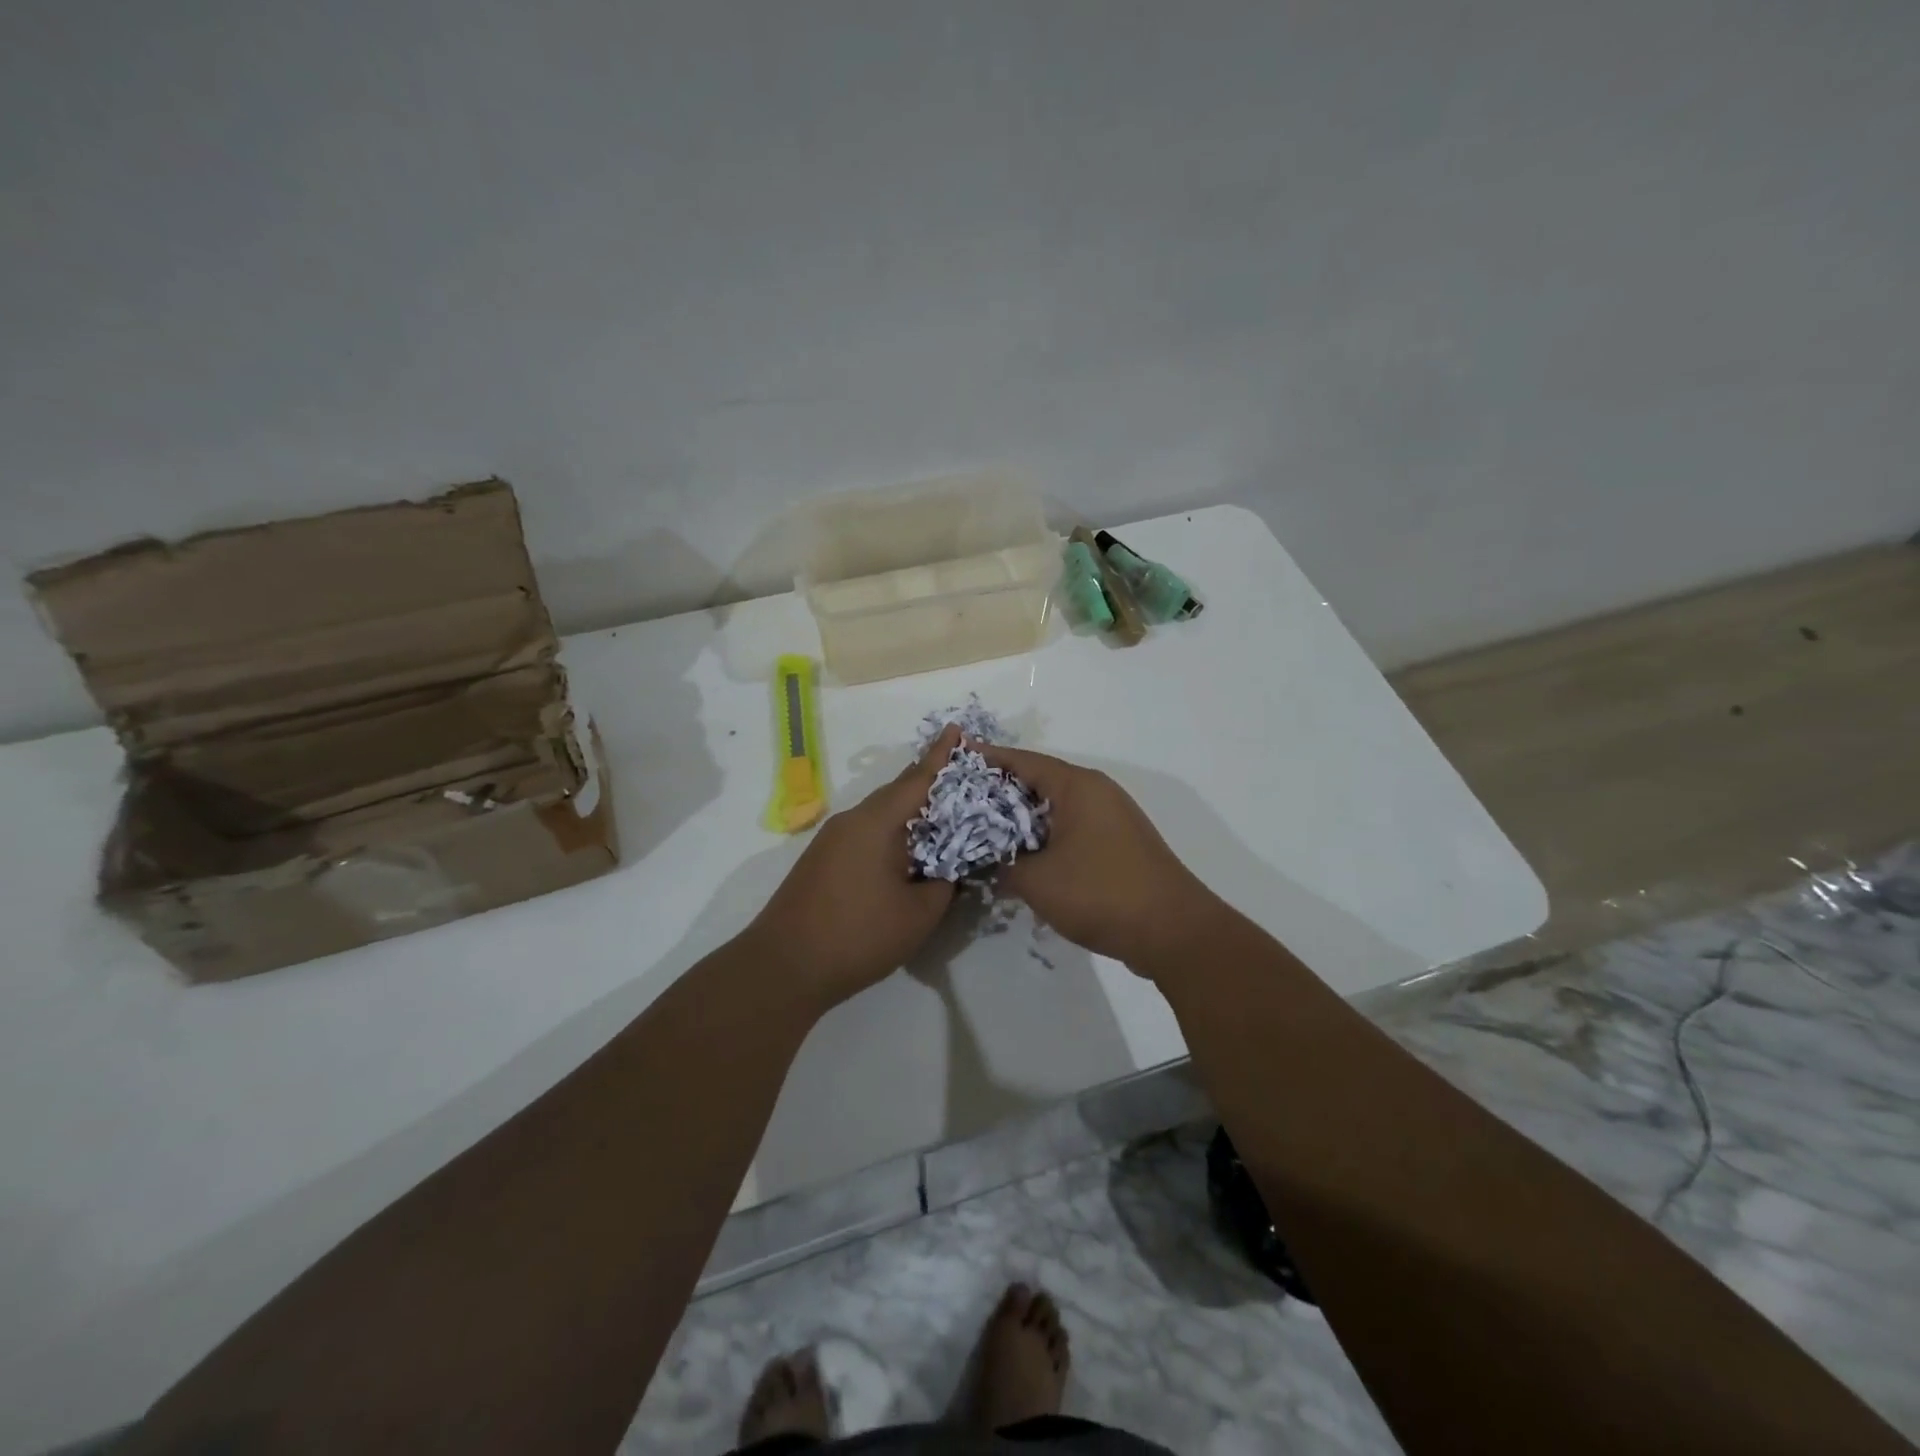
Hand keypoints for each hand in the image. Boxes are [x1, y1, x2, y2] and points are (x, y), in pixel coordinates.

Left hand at [747, 725, 962, 1008]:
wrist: (784, 966)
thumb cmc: (858, 935)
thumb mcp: (919, 913)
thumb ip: (944, 884)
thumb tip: (949, 869)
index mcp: (876, 822)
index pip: (917, 779)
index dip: (941, 756)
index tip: (956, 729)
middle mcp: (852, 820)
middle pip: (897, 793)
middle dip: (928, 783)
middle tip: (961, 780)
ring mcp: (832, 840)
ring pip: (880, 815)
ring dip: (909, 813)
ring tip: (941, 818)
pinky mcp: (822, 860)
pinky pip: (866, 833)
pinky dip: (891, 834)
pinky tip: (906, 852)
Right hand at [978, 743, 1218, 973]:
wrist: (1173, 931)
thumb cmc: (1100, 894)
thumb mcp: (1037, 881)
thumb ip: (1005, 866)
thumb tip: (994, 863)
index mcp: (1077, 787)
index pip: (1023, 760)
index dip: (988, 759)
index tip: (958, 758)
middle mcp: (1097, 792)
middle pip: (1040, 780)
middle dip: (1002, 790)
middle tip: (964, 801)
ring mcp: (1112, 817)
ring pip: (1057, 807)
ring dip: (1025, 817)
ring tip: (988, 829)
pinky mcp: (1119, 843)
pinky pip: (1073, 827)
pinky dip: (1047, 835)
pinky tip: (1026, 856)